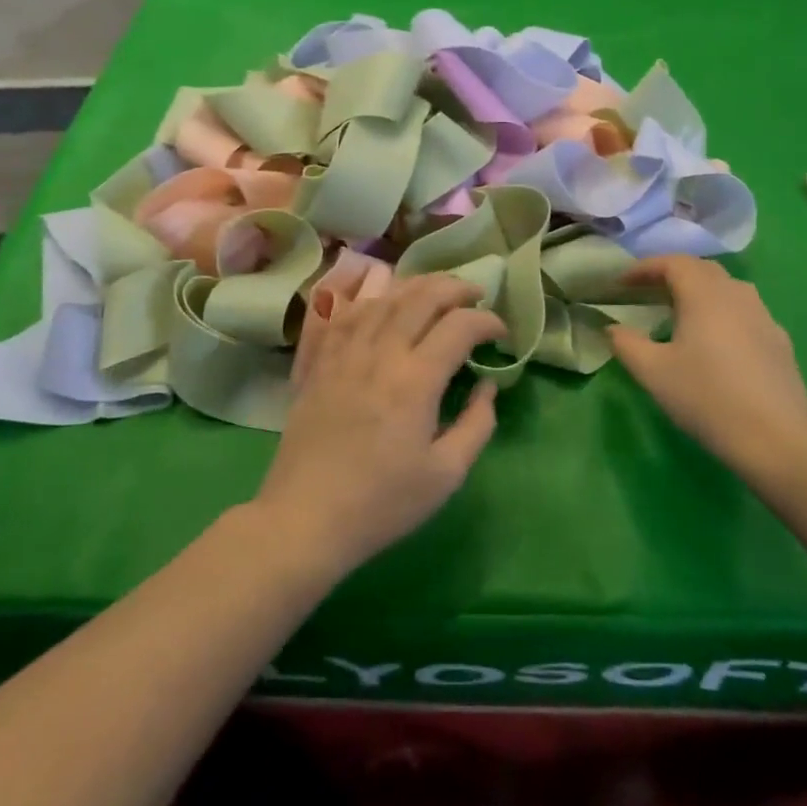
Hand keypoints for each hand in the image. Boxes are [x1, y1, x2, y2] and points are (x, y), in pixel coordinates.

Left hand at [252, 275, 504, 576]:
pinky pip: (343, 313)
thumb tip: (486, 386)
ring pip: (383, 298)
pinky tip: (379, 301)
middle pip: (421, 297)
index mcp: (416, 380)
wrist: (306, 518)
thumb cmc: (382, 503)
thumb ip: (477, 424)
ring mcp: (343, 352)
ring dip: (416, 286)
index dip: (487, 321)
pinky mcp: (317, 362)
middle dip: (455, 288)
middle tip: (474, 296)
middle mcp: (380, 353)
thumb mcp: (446, 475)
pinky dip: (367, 299)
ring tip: (435, 291)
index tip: (501, 334)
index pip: (459, 326)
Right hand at [609, 256, 806, 477]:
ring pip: (727, 289)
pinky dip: (722, 314)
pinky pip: (745, 313)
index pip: (673, 263)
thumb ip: (625, 343)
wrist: (775, 438)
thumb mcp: (652, 372)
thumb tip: (613, 328)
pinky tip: (715, 343)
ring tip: (679, 314)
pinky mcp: (779, 341)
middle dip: (672, 274)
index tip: (621, 282)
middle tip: (647, 292)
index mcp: (704, 294)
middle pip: (702, 270)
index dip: (644, 268)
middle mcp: (737, 294)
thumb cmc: (706, 397)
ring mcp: (764, 316)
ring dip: (699, 292)